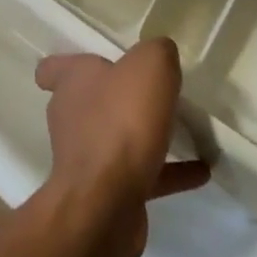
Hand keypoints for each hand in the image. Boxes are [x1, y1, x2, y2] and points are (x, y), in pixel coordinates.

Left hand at [34, 38, 210, 256]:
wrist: (106, 204)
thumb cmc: (122, 121)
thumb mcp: (149, 65)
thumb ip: (157, 52)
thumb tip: (160, 55)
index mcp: (74, 83)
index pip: (54, 69)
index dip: (69, 65)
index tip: (96, 64)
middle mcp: (74, 118)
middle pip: (91, 102)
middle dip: (119, 98)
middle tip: (155, 93)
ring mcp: (89, 160)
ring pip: (118, 139)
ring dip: (147, 135)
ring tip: (186, 130)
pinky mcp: (109, 194)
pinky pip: (145, 176)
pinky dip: (171, 172)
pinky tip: (202, 170)